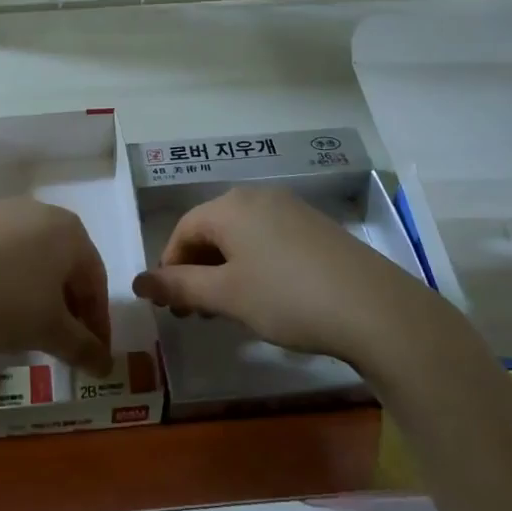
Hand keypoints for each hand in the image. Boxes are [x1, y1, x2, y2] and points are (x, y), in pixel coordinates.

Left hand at [0, 199, 113, 372]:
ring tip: (26, 326)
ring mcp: (2, 210)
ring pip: (33, 257)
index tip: (94, 355)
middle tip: (62, 342)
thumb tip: (105, 365)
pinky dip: (7, 278)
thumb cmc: (0, 303)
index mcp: (70, 231)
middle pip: (65, 265)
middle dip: (68, 306)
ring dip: (38, 292)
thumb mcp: (48, 331)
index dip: (98, 323)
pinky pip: (1, 251)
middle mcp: (40, 211)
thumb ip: (83, 347)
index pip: (96, 281)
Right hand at [131, 187, 443, 368]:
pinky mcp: (315, 227)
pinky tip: (264, 296)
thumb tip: (137, 282)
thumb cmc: (287, 298)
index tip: (169, 305)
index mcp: (230, 207)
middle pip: (211, 229)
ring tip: (226, 308)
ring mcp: (290, 209)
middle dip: (196, 270)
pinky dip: (253, 264)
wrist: (374, 308)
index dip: (169, 267)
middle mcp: (257, 197)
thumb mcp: (226, 296)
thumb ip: (179, 286)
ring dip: (224, 269)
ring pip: (241, 236)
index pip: (183, 230)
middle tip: (193, 313)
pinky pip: (268, 239)